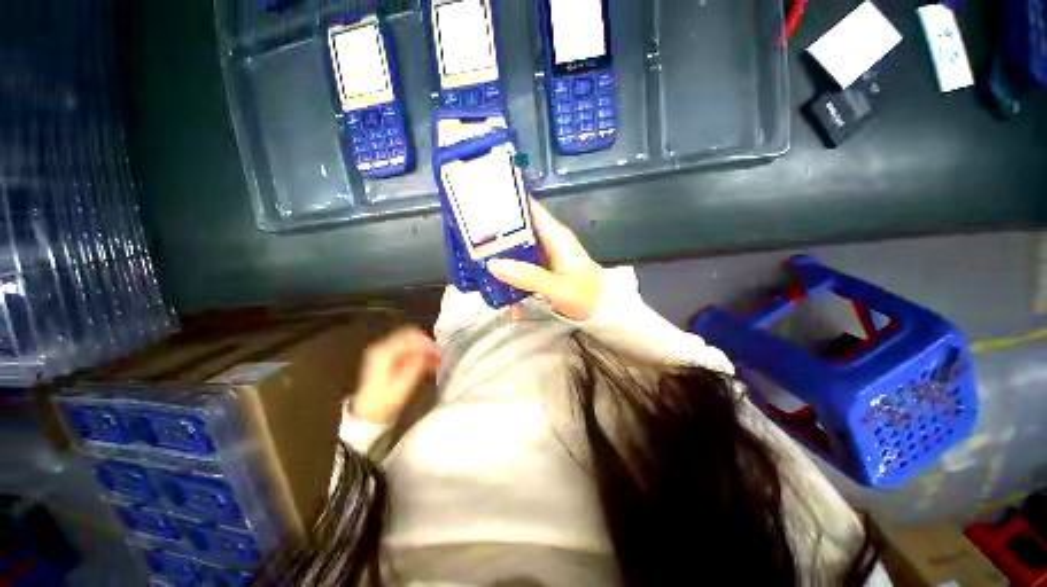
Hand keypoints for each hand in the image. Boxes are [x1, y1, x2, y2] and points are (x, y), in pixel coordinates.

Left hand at [352, 327, 440, 423]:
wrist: (369, 415)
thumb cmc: (386, 401)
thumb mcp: (405, 383)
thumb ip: (418, 363)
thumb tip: (431, 351)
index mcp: (384, 352)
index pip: (410, 337)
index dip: (427, 343)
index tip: (439, 352)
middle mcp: (383, 348)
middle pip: (410, 336)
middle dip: (426, 344)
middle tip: (438, 355)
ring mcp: (384, 353)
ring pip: (410, 343)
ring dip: (424, 350)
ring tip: (435, 361)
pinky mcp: (387, 359)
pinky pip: (406, 350)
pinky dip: (418, 355)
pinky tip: (427, 365)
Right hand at [487, 200, 602, 320]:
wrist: (601, 311)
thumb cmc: (586, 295)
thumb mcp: (559, 288)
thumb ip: (528, 276)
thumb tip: (493, 264)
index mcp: (554, 235)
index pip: (529, 208)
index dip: (507, 202)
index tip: (480, 202)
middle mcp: (546, 241)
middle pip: (516, 229)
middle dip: (494, 235)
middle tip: (468, 241)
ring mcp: (542, 256)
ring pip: (514, 250)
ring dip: (499, 261)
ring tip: (477, 270)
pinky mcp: (540, 270)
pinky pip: (519, 268)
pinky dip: (510, 279)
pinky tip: (503, 298)